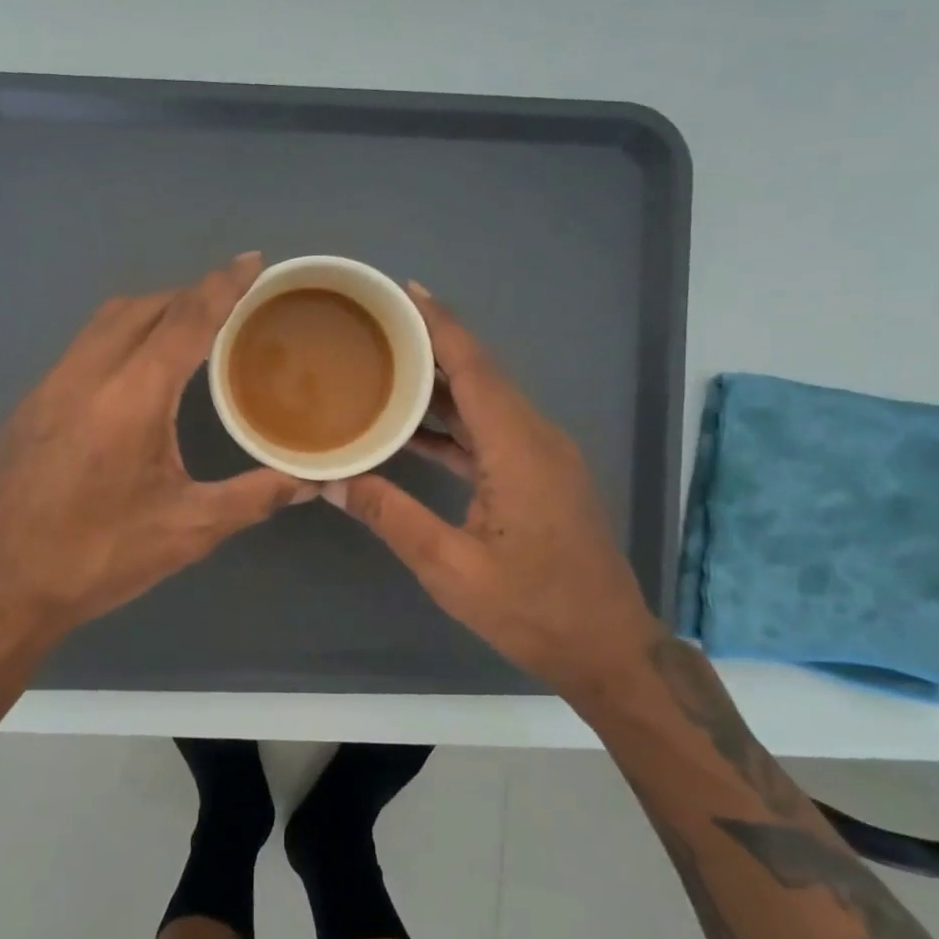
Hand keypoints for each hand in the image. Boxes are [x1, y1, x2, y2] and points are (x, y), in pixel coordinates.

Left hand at [0, 255, 310, 690]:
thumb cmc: (95, 558)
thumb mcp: (186, 531)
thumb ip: (253, 498)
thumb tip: (308, 482)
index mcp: (130, 398)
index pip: (185, 321)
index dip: (223, 286)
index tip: (253, 261)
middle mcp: (85, 376)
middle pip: (142, 307)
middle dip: (188, 294)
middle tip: (229, 303)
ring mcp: (49, 388)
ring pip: (105, 322)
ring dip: (150, 312)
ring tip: (188, 329)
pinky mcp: (30, 407)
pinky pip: (83, 347)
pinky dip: (120, 338)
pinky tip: (136, 375)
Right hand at [324, 284, 659, 709]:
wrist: (607, 648)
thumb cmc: (532, 611)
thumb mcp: (450, 569)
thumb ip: (391, 516)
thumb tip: (331, 480)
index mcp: (519, 450)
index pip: (475, 369)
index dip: (441, 325)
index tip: (405, 290)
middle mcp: (537, 439)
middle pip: (481, 375)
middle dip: (432, 344)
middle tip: (378, 325)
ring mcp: (544, 457)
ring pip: (487, 403)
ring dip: (440, 385)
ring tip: (385, 367)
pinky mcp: (542, 476)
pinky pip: (492, 433)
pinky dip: (454, 423)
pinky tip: (413, 430)